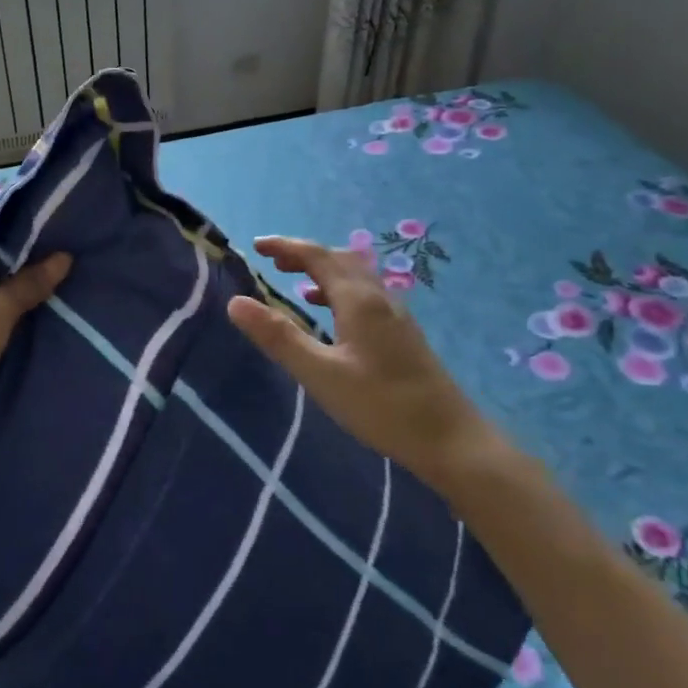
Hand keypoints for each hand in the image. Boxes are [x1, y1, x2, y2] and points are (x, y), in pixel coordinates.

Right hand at [226, 236, 502, 490]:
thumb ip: (279, 337)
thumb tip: (236, 302)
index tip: (256, 246)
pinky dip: (339, 292)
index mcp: (358, 300)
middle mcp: (379, 298)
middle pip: (339, 260)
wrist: (451, 441)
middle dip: (304, 255)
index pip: (317, 256)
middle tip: (273, 261)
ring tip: (295, 281)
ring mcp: (395, 316)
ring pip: (355, 277)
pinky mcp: (402, 335)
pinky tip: (330, 316)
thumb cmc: (382, 406)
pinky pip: (365, 296)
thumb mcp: (320, 374)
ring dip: (323, 271)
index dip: (286, 247)